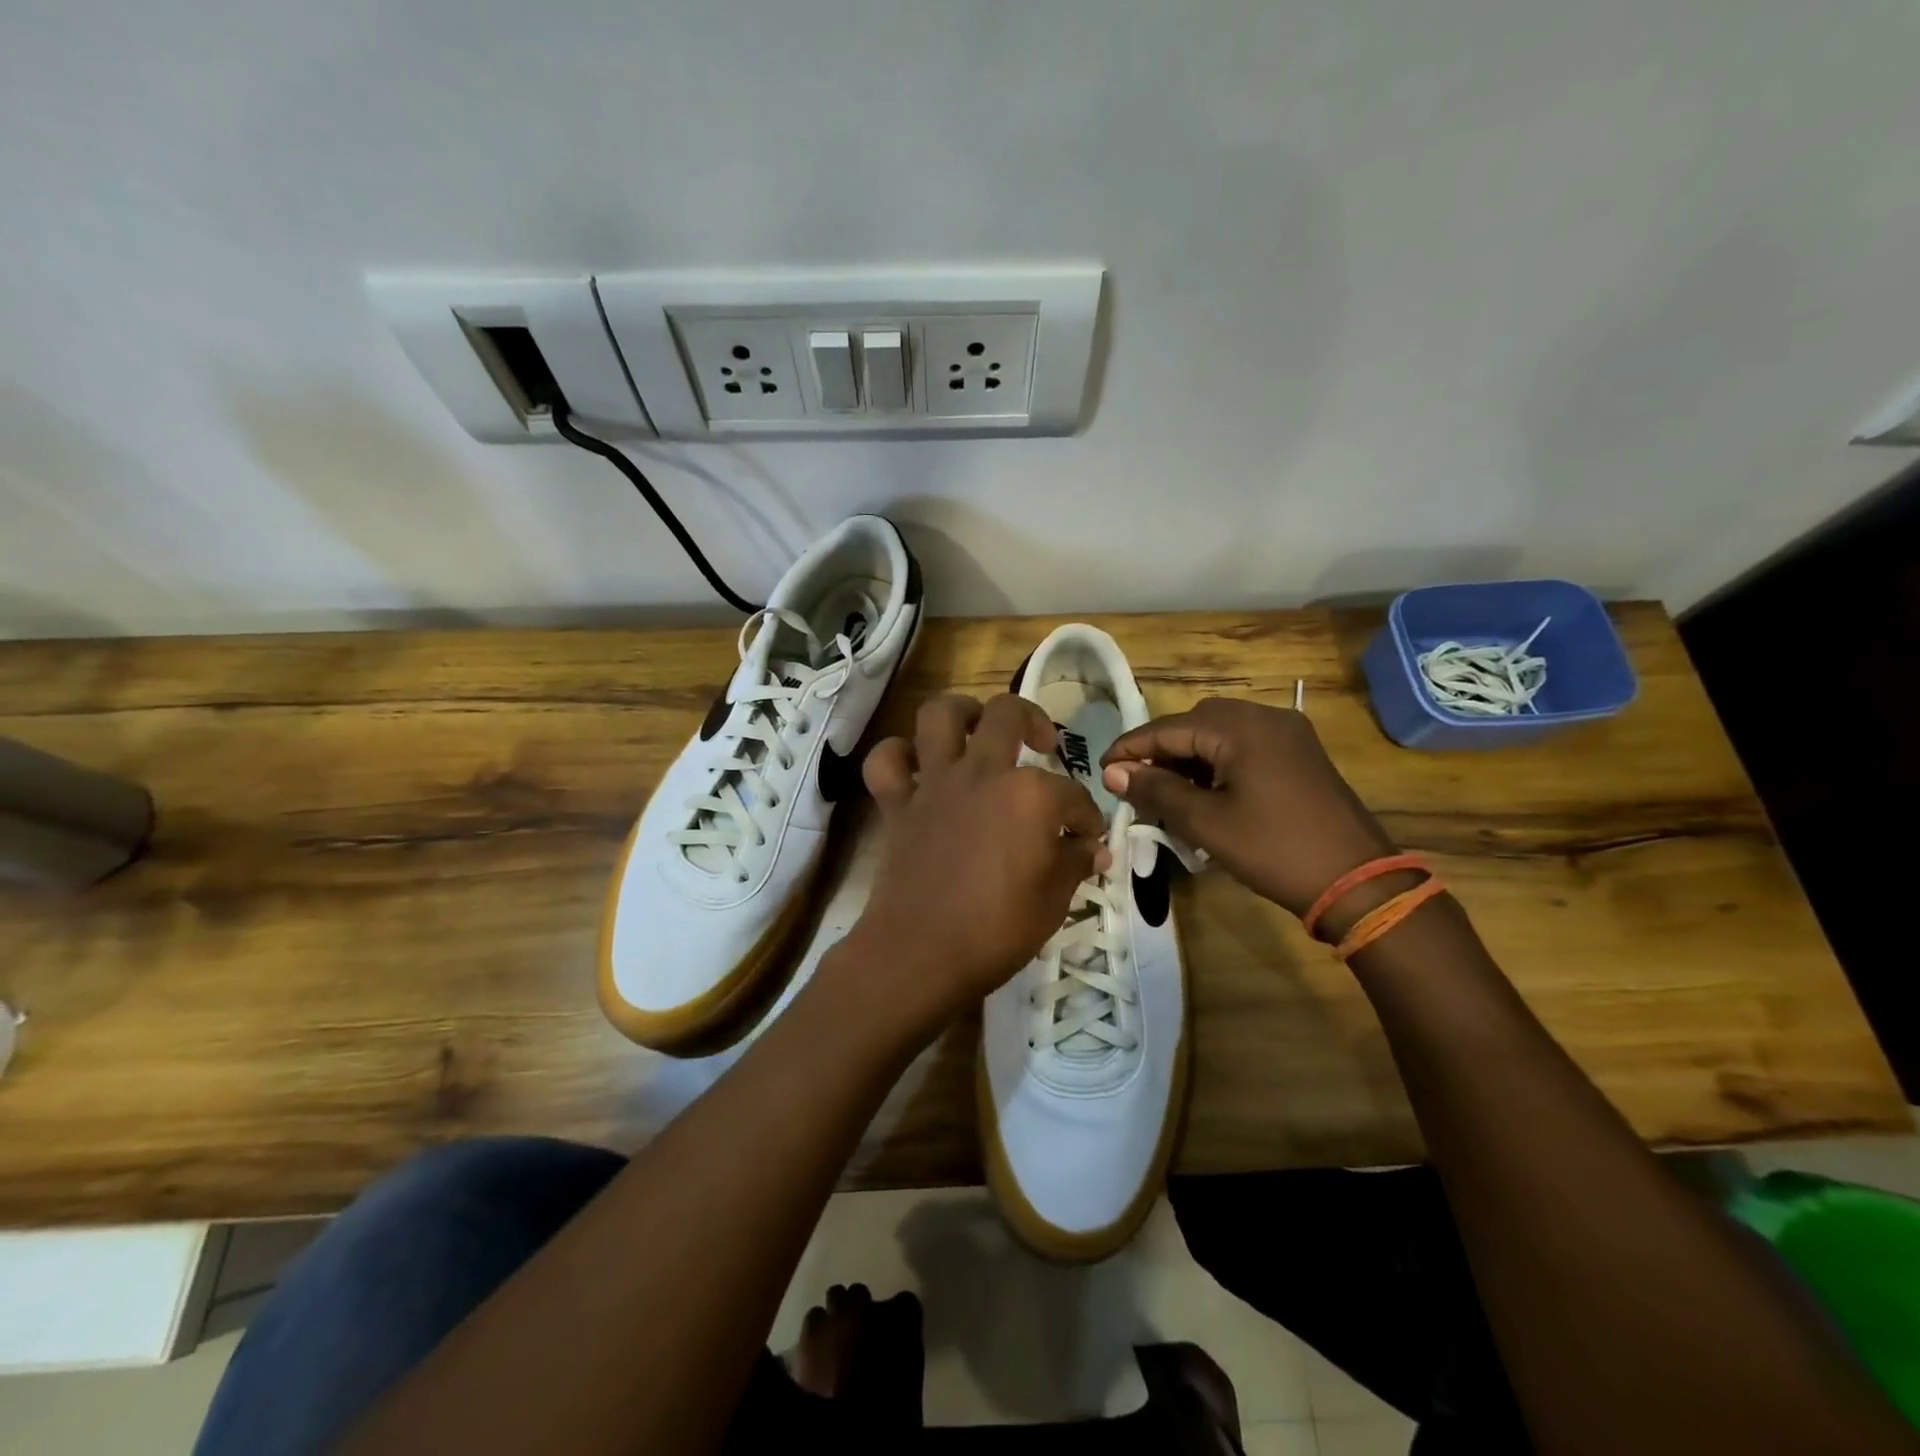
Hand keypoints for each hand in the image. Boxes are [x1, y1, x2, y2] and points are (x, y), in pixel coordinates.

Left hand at [849, 694, 1111, 1029]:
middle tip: (1042, 744)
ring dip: (961, 711)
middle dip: (1034, 720)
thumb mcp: (1054, 900)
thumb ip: (1075, 863)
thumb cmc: (998, 930)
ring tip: (977, 728)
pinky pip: (886, 761)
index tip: (1088, 839)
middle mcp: (982, 773)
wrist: (921, 953)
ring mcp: (935, 783)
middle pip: (1008, 714)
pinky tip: (917, 767)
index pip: (1072, 795)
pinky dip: (898, 756)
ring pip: (940, 714)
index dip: (1086, 817)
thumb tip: (1094, 848)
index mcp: (1029, 795)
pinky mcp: (898, 804)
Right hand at [1101, 697, 1395, 918]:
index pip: (1168, 728)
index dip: (1131, 748)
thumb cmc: (1274, 850)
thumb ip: (1157, 790)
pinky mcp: (1300, 753)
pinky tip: (1204, 791)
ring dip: (1188, 756)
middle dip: (1160, 750)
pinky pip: (1244, 745)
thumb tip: (1114, 772)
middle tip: (1134, 783)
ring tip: (1165, 790)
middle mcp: (1265, 717)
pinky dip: (1217, 761)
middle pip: (1194, 723)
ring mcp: (1288, 734)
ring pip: (1220, 733)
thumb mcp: (1206, 823)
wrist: (1358, 882)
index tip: (1101, 769)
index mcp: (1241, 728)